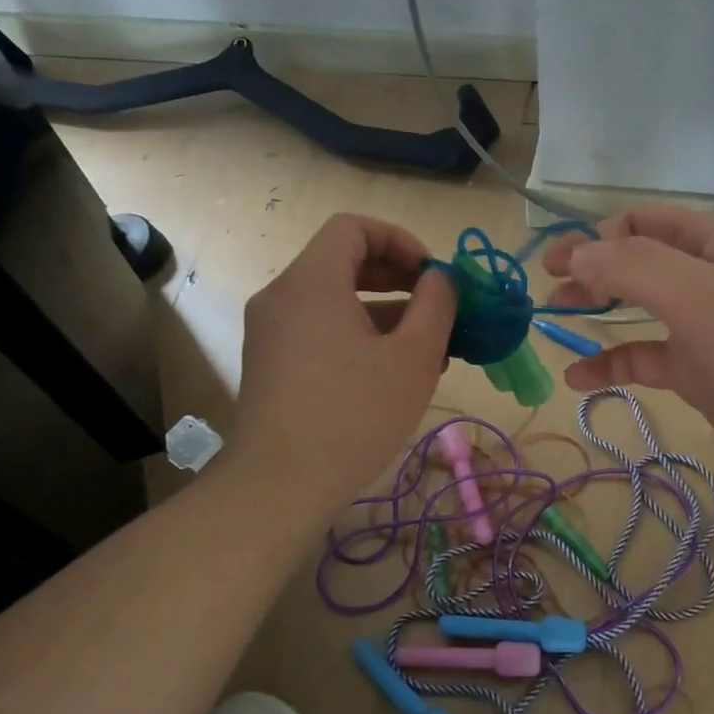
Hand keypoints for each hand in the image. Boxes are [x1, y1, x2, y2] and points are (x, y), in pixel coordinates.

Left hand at [231, 214, 455, 515]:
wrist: (280, 485)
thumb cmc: (354, 414)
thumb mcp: (413, 357)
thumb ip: (436, 305)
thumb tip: (441, 279)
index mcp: (312, 282)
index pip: (353, 228)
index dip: (399, 240)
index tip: (432, 275)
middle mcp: (282, 296)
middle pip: (342, 262)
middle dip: (397, 278)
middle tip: (436, 306)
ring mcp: (271, 332)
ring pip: (333, 301)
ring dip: (383, 312)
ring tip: (427, 348)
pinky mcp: (271, 364)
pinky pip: (319, 330)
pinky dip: (357, 335)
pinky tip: (391, 373)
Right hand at [542, 208, 713, 485]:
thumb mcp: (695, 294)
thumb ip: (631, 267)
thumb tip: (576, 253)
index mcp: (710, 242)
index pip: (639, 222)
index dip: (593, 237)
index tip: (556, 265)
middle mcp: (705, 276)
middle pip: (634, 262)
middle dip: (590, 272)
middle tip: (548, 293)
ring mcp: (703, 325)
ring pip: (638, 310)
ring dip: (597, 314)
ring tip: (554, 326)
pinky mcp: (700, 370)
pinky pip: (646, 358)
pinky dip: (612, 364)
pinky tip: (579, 379)